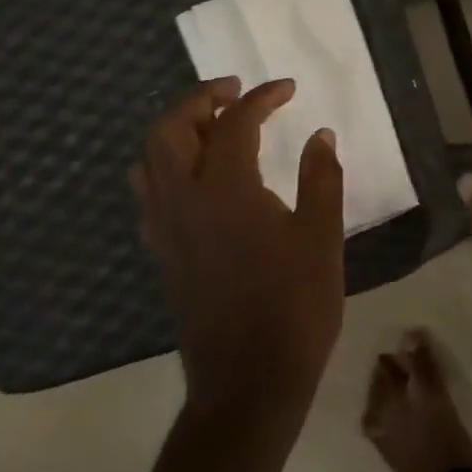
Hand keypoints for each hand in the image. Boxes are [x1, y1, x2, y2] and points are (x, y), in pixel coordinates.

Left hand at [132, 78, 344, 420]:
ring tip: (214, 126)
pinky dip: (166, 166)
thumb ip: (321, 178)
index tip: (288, 88)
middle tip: (235, 92)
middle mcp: (184, 199)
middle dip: (200, 99)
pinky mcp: (162, 252)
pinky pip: (149, 192)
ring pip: (150, 158)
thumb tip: (320, 135)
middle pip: (170, 128)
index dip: (262, 97)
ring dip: (177, 129)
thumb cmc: (294, 307)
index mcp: (226, 189)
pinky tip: (198, 177)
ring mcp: (165, 228)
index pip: (235, 122)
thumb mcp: (321, 237)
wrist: (248, 383)